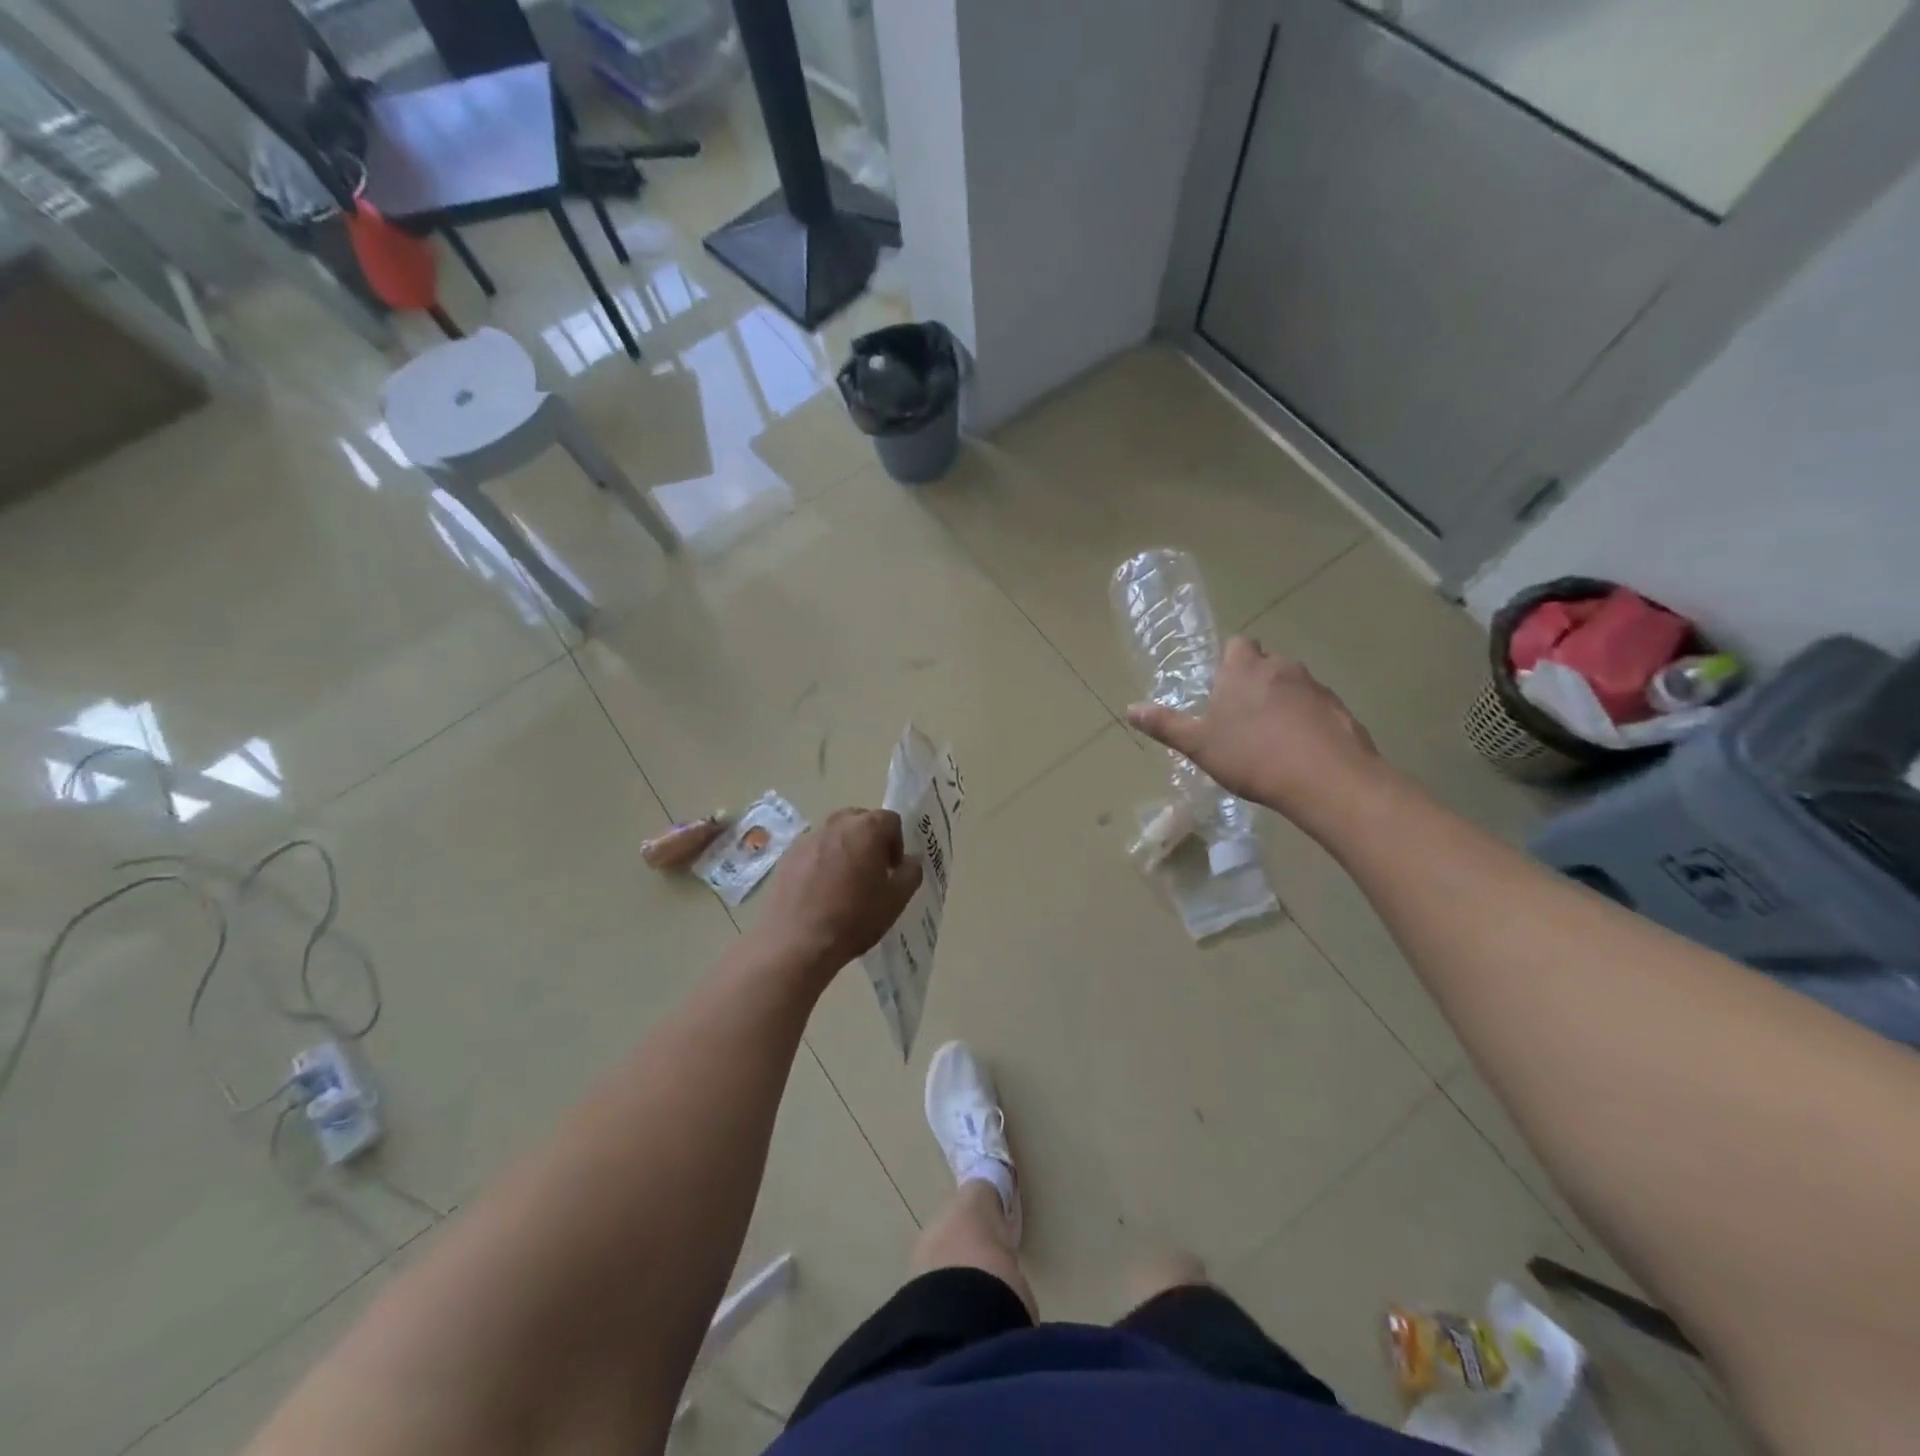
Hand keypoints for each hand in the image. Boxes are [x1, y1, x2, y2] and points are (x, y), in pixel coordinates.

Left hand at [755, 808, 922, 972]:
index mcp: (866, 829)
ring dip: (845, 848)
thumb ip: (911, 874)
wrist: (795, 942)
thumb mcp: (895, 901)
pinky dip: (821, 860)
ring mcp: (808, 838)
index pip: (890, 820)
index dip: (897, 842)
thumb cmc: (853, 919)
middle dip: (870, 839)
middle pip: (860, 819)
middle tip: (872, 870)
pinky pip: (813, 849)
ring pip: (834, 833)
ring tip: (844, 881)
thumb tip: (912, 861)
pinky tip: (820, 890)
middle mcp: (836, 825)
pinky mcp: (787, 856)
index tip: (893, 868)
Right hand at [1127, 637, 1387, 835]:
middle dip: (1254, 682)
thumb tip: (1130, 709)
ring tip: (1271, 738)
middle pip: (1265, 663)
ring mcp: (1316, 687)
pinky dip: (1307, 721)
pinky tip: (1299, 751)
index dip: (1228, 662)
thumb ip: (1166, 725)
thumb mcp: (1199, 745)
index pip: (1237, 645)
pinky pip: (1317, 708)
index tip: (1220, 689)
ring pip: (1293, 685)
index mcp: (1244, 669)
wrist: (1326, 779)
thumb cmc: (1252, 756)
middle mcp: (1282, 667)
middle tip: (1240, 717)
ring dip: (1282, 701)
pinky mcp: (1340, 710)